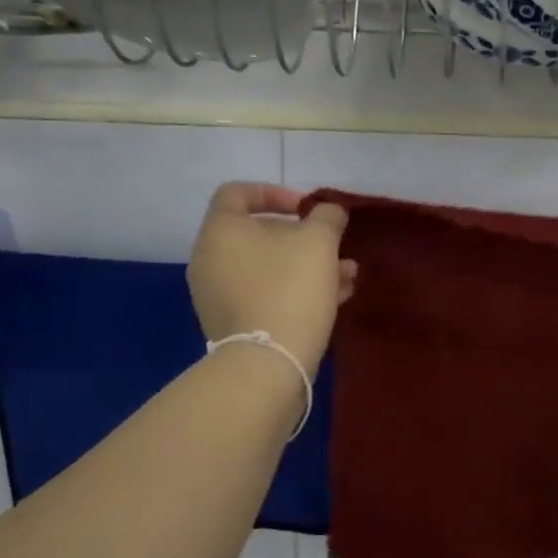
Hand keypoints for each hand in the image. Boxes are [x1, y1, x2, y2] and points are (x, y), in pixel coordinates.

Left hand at [187, 184, 353, 375]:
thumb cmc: (290, 288)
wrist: (268, 364)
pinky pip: (265, 294)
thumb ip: (327, 216)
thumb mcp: (319, 241)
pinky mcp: (233, 325)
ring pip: (267, 267)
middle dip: (302, 236)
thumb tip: (328, 211)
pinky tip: (335, 298)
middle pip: (256, 233)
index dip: (275, 192)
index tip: (306, 208)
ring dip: (307, 265)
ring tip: (347, 274)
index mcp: (220, 231)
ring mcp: (218, 296)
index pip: (237, 193)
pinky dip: (295, 289)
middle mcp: (210, 260)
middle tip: (332, 245)